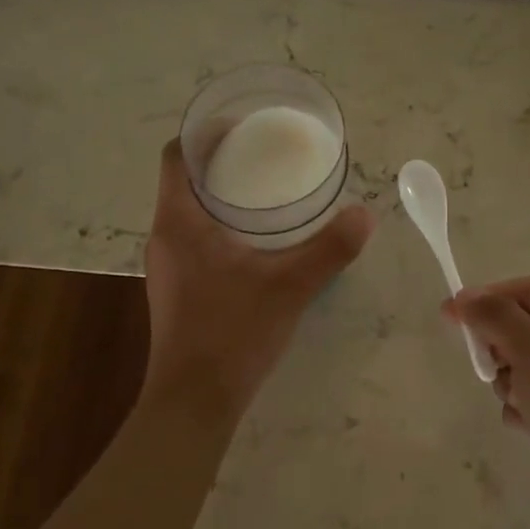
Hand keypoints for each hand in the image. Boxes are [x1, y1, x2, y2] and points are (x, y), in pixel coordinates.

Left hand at [142, 140, 375, 420]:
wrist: (193, 401)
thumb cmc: (232, 333)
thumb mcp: (288, 287)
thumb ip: (329, 249)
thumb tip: (365, 215)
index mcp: (178, 222)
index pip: (178, 155)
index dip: (206, 133)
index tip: (244, 127)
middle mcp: (164, 237)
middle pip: (185, 181)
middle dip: (222, 162)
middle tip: (267, 156)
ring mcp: (167, 266)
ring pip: (189, 213)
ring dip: (221, 197)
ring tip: (266, 194)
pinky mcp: (176, 290)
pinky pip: (193, 240)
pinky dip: (219, 228)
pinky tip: (255, 244)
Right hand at [446, 277, 529, 528]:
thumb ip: (494, 316)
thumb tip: (465, 298)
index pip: (528, 290)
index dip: (486, 298)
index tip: (448, 316)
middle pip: (527, 327)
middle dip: (501, 347)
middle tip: (491, 369)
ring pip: (529, 366)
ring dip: (512, 383)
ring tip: (521, 405)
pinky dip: (527, 410)